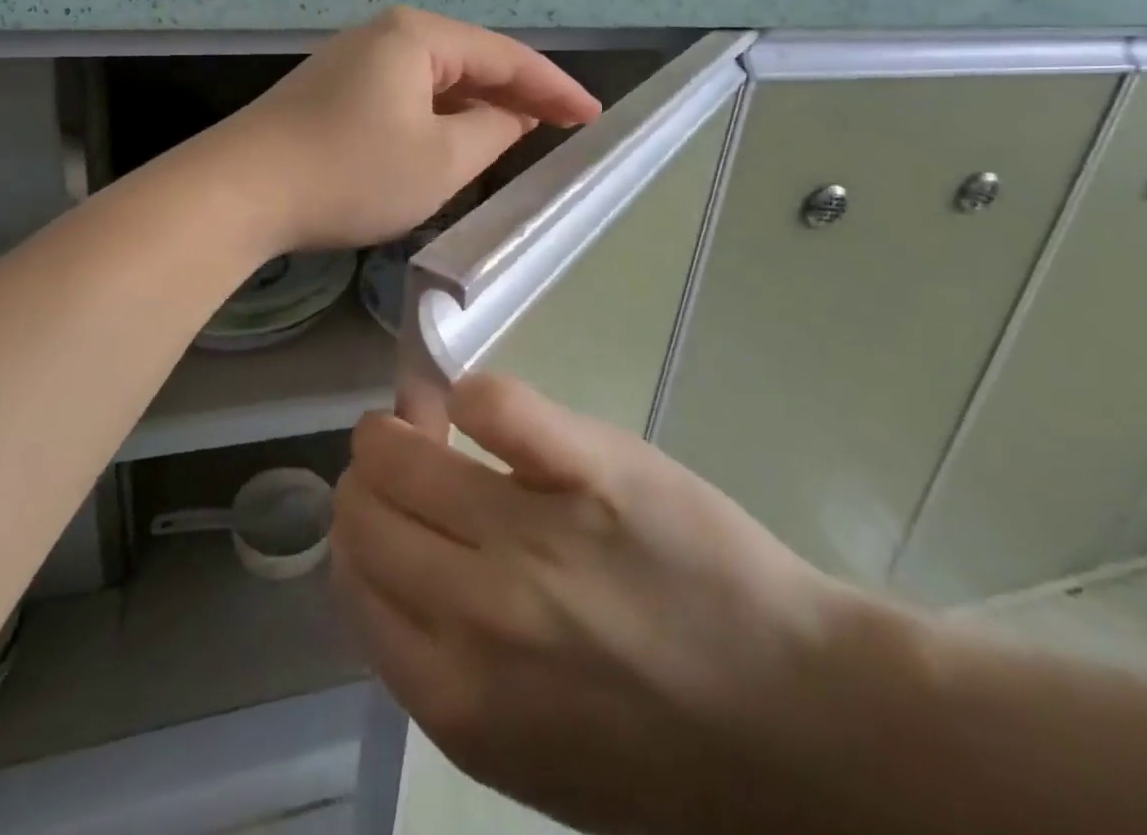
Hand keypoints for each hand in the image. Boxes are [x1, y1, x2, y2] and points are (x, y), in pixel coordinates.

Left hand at [224, 7, 599, 251]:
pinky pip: (406, 94)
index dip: (555, 87)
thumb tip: (513, 117)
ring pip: (437, 79)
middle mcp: (385, 34)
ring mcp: (353, 60)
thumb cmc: (351, 172)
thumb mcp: (441, 160)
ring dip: (479, 105)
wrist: (240, 192)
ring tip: (521, 132)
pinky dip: (440, 115)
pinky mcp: (333, 89)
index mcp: (418, 36)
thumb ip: (493, 131)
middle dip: (519, 94)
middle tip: (564, 126)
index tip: (593, 116)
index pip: (506, 56)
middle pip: (471, 60)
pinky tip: (454, 137)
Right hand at [331, 374, 874, 834]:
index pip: (350, 576)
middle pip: (363, 506)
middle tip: (404, 459)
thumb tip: (385, 560)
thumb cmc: (658, 752)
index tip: (384, 511)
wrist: (796, 724)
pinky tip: (479, 406)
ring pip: (403, 450)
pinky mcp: (592, 467)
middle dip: (370, 475)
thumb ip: (438, 663)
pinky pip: (496, 405)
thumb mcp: (523, 749)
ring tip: (426, 420)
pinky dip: (471, 394)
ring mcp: (534, 532)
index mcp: (452, 696)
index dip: (358, 531)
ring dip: (400, 426)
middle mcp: (475, 611)